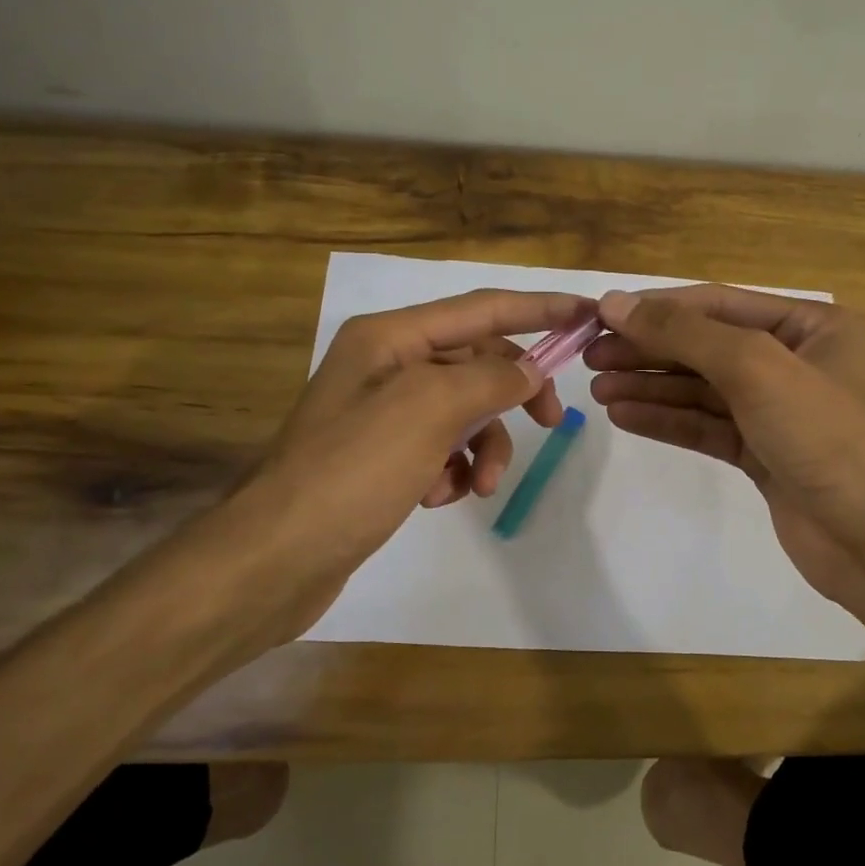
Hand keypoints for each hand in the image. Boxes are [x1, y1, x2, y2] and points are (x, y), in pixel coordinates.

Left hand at [248, 288, 587, 620]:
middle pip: (475, 361)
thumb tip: (528, 371)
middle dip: (511, 394)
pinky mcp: (381, 457)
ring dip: (482, 446)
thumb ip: (489, 379)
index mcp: (390, 337)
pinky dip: (452, 470)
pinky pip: (440, 447)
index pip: (481, 308)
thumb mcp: (428, 411)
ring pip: (463, 411)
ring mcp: (381, 413)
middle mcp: (385, 365)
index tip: (587, 314)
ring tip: (479, 486)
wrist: (277, 557)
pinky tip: (439, 498)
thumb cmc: (353, 471)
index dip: (539, 308)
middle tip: (550, 423)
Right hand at [585, 286, 864, 617]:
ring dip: (650, 387)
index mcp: (809, 325)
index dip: (656, 308)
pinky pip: (705, 427)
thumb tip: (614, 302)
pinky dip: (667, 420)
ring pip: (700, 390)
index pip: (717, 304)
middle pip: (705, 347)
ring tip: (598, 388)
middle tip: (589, 357)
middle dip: (648, 350)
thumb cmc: (826, 436)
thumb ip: (684, 333)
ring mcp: (776, 411)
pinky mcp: (762, 454)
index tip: (599, 316)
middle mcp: (793, 361)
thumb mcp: (756, 368)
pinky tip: (625, 416)